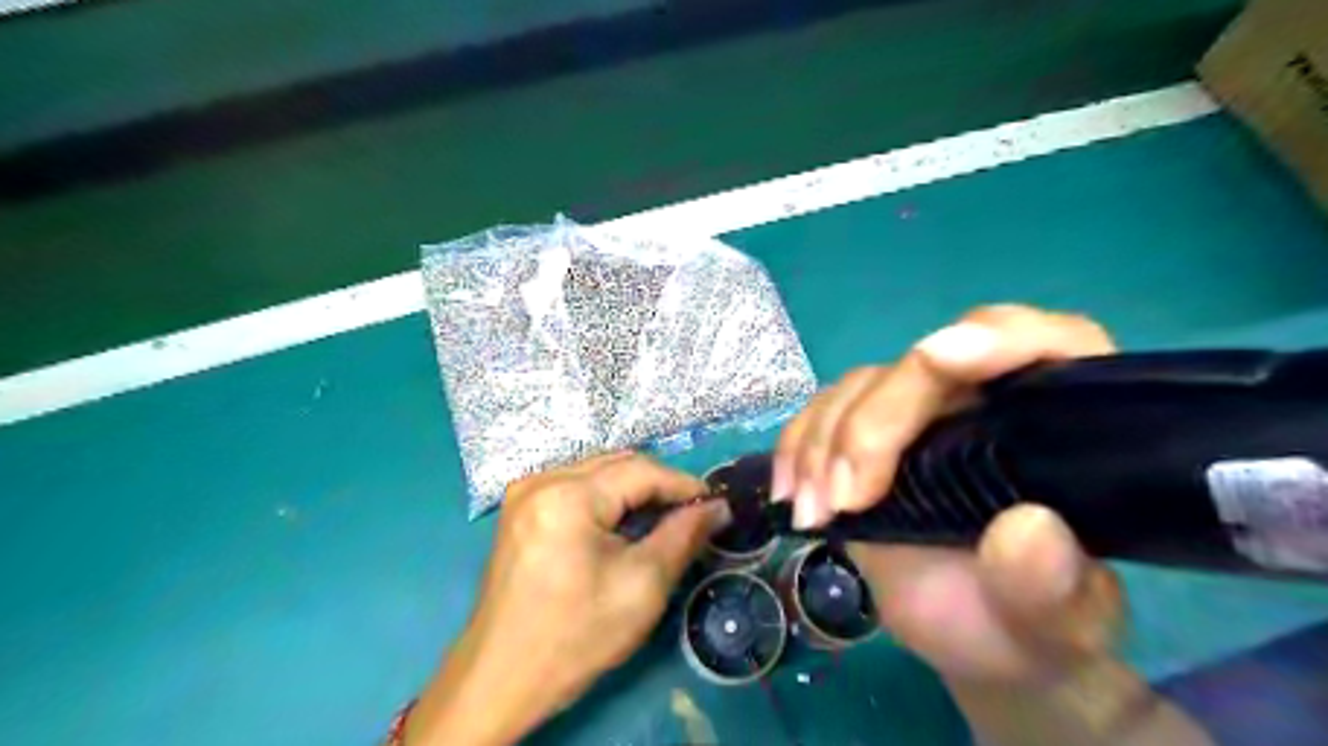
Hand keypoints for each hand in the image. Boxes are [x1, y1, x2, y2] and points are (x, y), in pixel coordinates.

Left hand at [411, 451, 729, 742]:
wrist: (501, 679)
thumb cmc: (576, 636)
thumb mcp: (642, 586)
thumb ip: (684, 536)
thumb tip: (718, 507)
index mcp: (567, 495)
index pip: (641, 470)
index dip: (684, 485)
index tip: (716, 504)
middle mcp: (541, 479)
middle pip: (618, 464)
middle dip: (659, 485)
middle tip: (692, 515)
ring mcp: (525, 492)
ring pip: (598, 472)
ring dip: (634, 490)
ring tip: (663, 520)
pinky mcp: (520, 508)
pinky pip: (576, 486)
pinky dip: (607, 499)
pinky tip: (622, 525)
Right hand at [774, 304, 1124, 687]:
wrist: (976, 632)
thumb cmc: (1029, 622)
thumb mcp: (1055, 622)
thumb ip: (1052, 585)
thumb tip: (1027, 529)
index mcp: (1057, 420)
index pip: (1045, 345)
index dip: (995, 337)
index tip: (939, 357)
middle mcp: (984, 398)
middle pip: (924, 367)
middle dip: (874, 424)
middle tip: (845, 498)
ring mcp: (918, 413)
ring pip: (862, 387)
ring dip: (824, 442)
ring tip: (814, 512)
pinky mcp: (866, 435)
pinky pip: (821, 413)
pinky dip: (797, 447)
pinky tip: (790, 492)